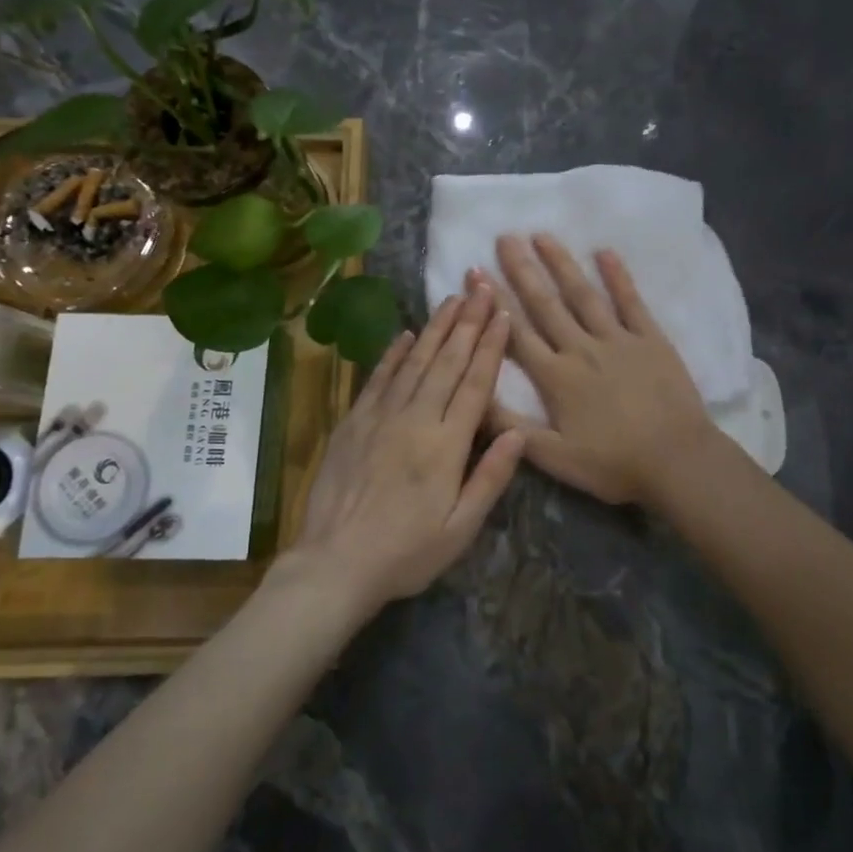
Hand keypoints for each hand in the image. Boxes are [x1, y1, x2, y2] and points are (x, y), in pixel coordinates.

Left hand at [283, 286, 525, 611]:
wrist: (334, 564)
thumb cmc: (406, 553)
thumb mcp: (460, 529)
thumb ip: (490, 478)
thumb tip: (518, 432)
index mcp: (446, 446)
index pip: (474, 384)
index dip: (491, 347)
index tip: (503, 314)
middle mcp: (414, 420)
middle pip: (446, 362)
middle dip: (468, 322)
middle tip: (481, 287)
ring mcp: (380, 417)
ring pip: (414, 362)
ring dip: (436, 328)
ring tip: (453, 299)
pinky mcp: (353, 422)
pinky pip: (378, 378)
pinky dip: (394, 353)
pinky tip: (407, 334)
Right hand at [476, 234, 716, 504]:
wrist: (676, 461)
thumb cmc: (613, 464)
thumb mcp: (553, 458)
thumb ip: (510, 427)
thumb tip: (474, 396)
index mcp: (556, 377)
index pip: (516, 332)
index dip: (494, 302)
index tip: (476, 271)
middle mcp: (581, 348)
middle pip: (545, 304)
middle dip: (522, 269)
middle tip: (504, 237)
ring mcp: (618, 339)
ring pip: (583, 294)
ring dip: (561, 263)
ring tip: (542, 235)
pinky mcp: (650, 339)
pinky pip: (631, 301)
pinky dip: (618, 276)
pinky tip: (604, 251)